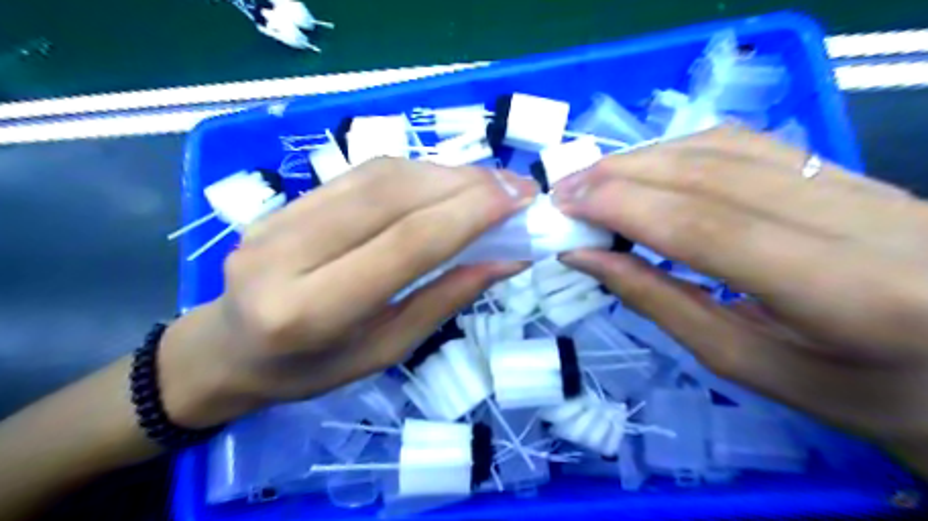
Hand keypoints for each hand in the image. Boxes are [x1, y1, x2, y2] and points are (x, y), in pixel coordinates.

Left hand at [160, 158, 536, 426]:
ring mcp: (279, 218)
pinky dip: (416, 173)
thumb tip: (507, 259)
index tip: (518, 199)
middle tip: (515, 186)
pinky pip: (362, 174)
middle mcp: (286, 253)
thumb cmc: (311, 370)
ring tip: (489, 184)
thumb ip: (445, 299)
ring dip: (444, 173)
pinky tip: (446, 182)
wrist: (231, 348)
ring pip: (378, 175)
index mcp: (310, 311)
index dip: (467, 215)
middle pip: (391, 197)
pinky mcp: (285, 201)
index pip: (404, 243)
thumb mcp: (386, 350)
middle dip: (464, 184)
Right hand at [554, 127, 927, 474]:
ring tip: (592, 180)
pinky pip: (744, 143)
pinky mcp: (845, 168)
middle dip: (621, 175)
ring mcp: (859, 180)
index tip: (565, 207)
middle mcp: (861, 216)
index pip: (706, 226)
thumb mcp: (745, 363)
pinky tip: (643, 168)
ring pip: (724, 146)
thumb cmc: (850, 390)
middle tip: (564, 190)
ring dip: (643, 158)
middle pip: (710, 173)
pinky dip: (678, 150)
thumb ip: (659, 302)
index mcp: (844, 292)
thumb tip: (586, 257)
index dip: (623, 207)